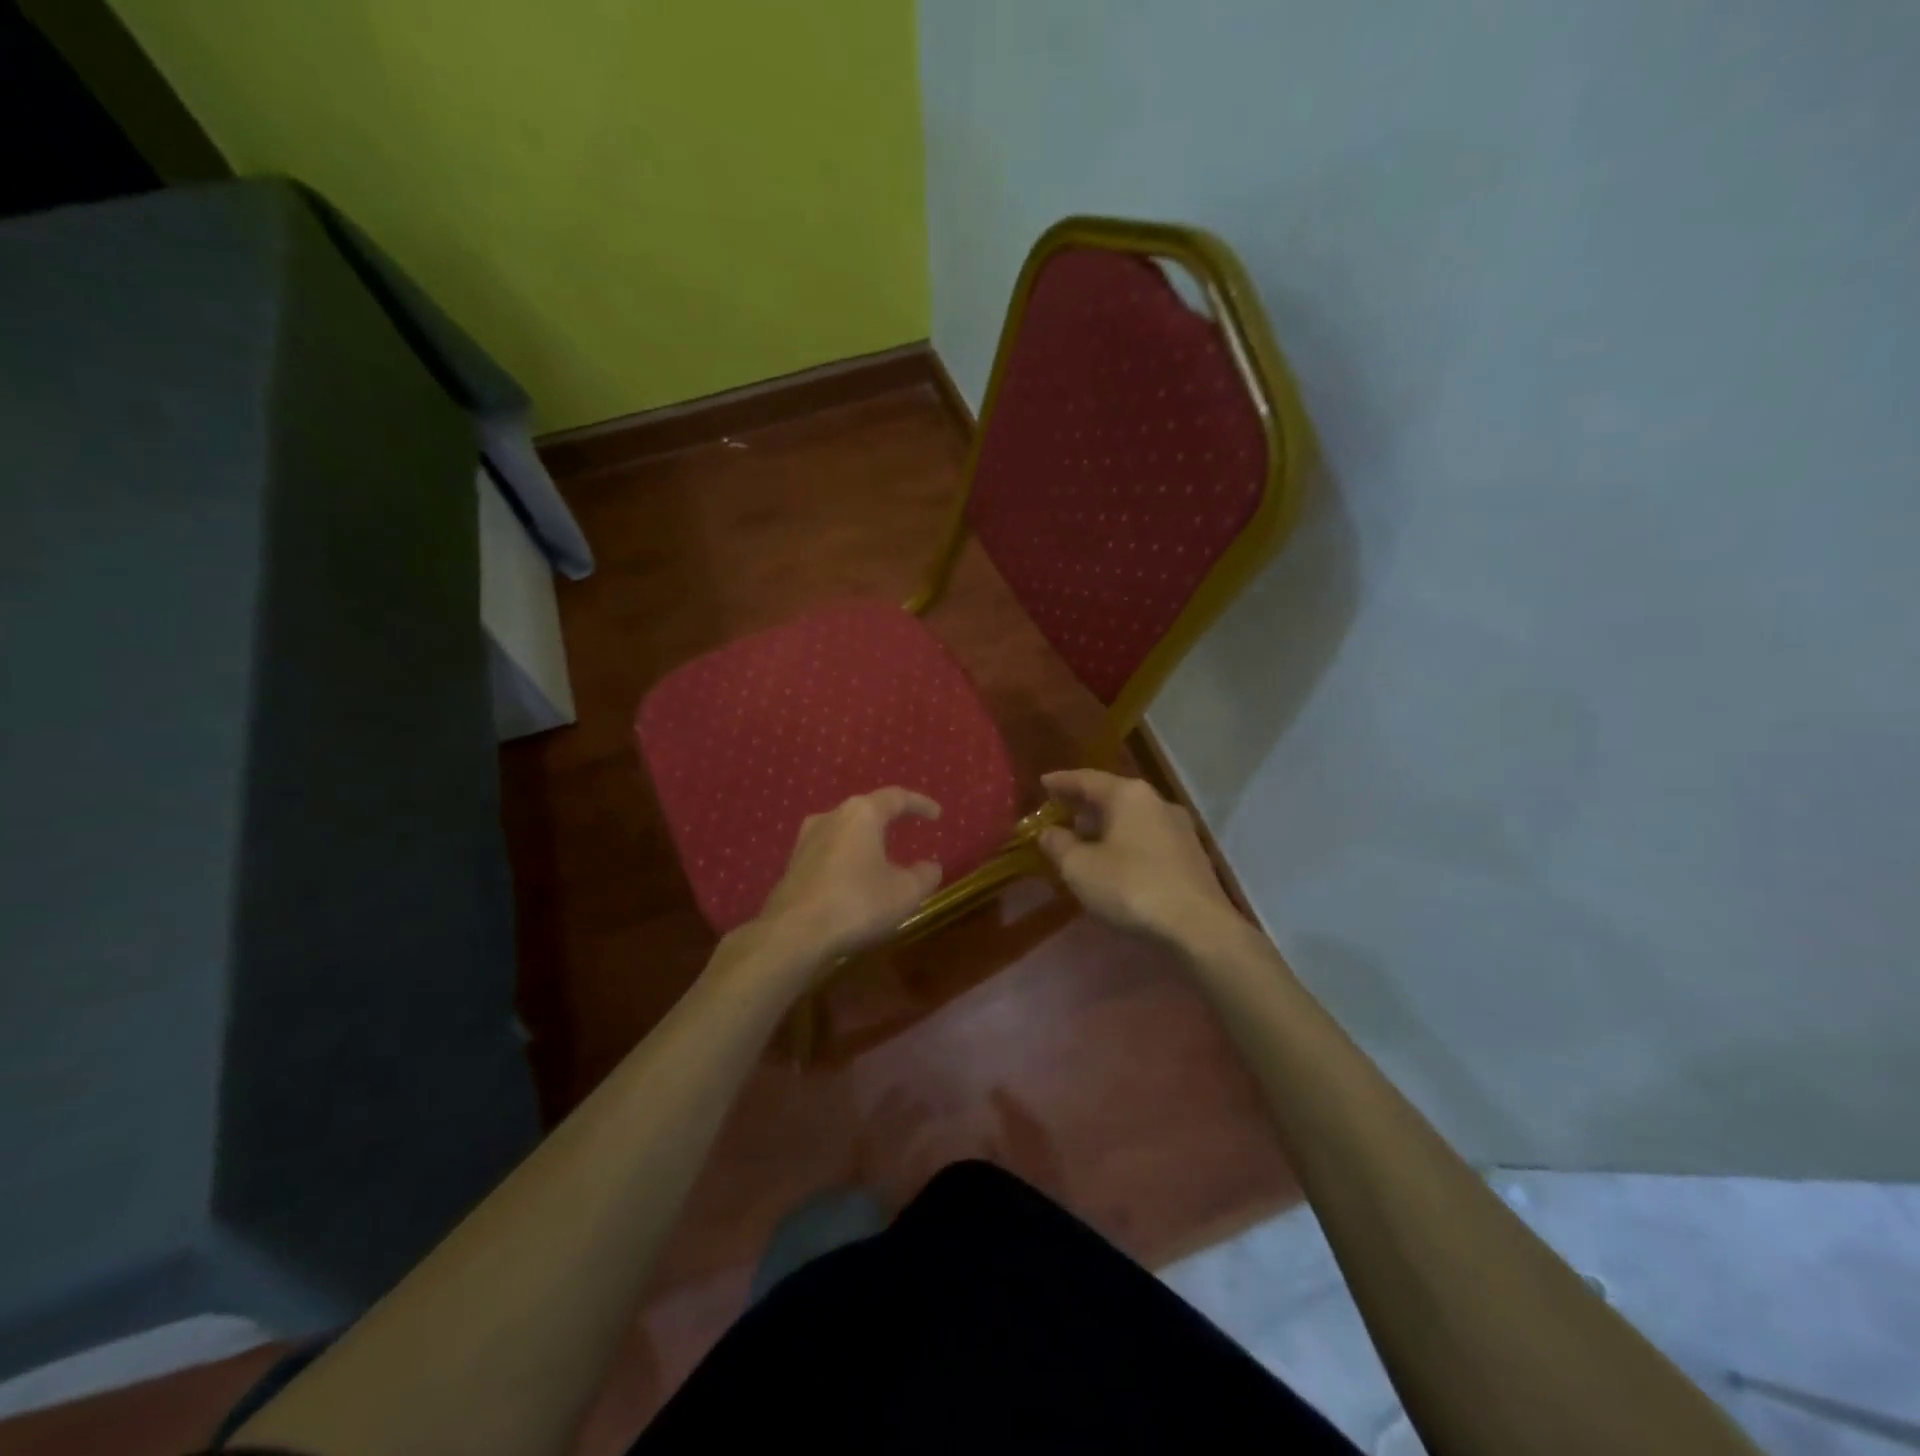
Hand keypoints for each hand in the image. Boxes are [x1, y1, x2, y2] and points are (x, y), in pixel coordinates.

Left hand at [752, 787, 942, 967]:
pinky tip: (853, 876)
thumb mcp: (905, 893)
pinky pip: (828, 851)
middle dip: (889, 818)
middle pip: (866, 809)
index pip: (896, 797)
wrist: (793, 933)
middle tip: (907, 827)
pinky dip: (846, 857)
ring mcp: (806, 839)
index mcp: (862, 814)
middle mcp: (831, 816)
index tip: (936, 814)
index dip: (919, 804)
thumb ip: (924, 876)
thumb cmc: (857, 904)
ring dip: (864, 838)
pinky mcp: (793, 864)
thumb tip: (931, 866)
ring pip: (844, 829)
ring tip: (880, 852)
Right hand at [1037, 770, 1238, 945]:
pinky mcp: (1191, 855)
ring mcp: (1179, 828)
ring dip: (1106, 825)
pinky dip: (1126, 842)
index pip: (1087, 779)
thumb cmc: (1131, 887)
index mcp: (1128, 795)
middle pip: (1113, 796)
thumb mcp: (1080, 868)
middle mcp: (1157, 802)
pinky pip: (1148, 838)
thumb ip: (1058, 845)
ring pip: (1133, 818)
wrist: (1198, 927)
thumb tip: (1047, 832)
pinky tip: (1115, 861)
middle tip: (1060, 812)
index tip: (1042, 782)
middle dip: (1084, 804)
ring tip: (1084, 839)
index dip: (1061, 782)